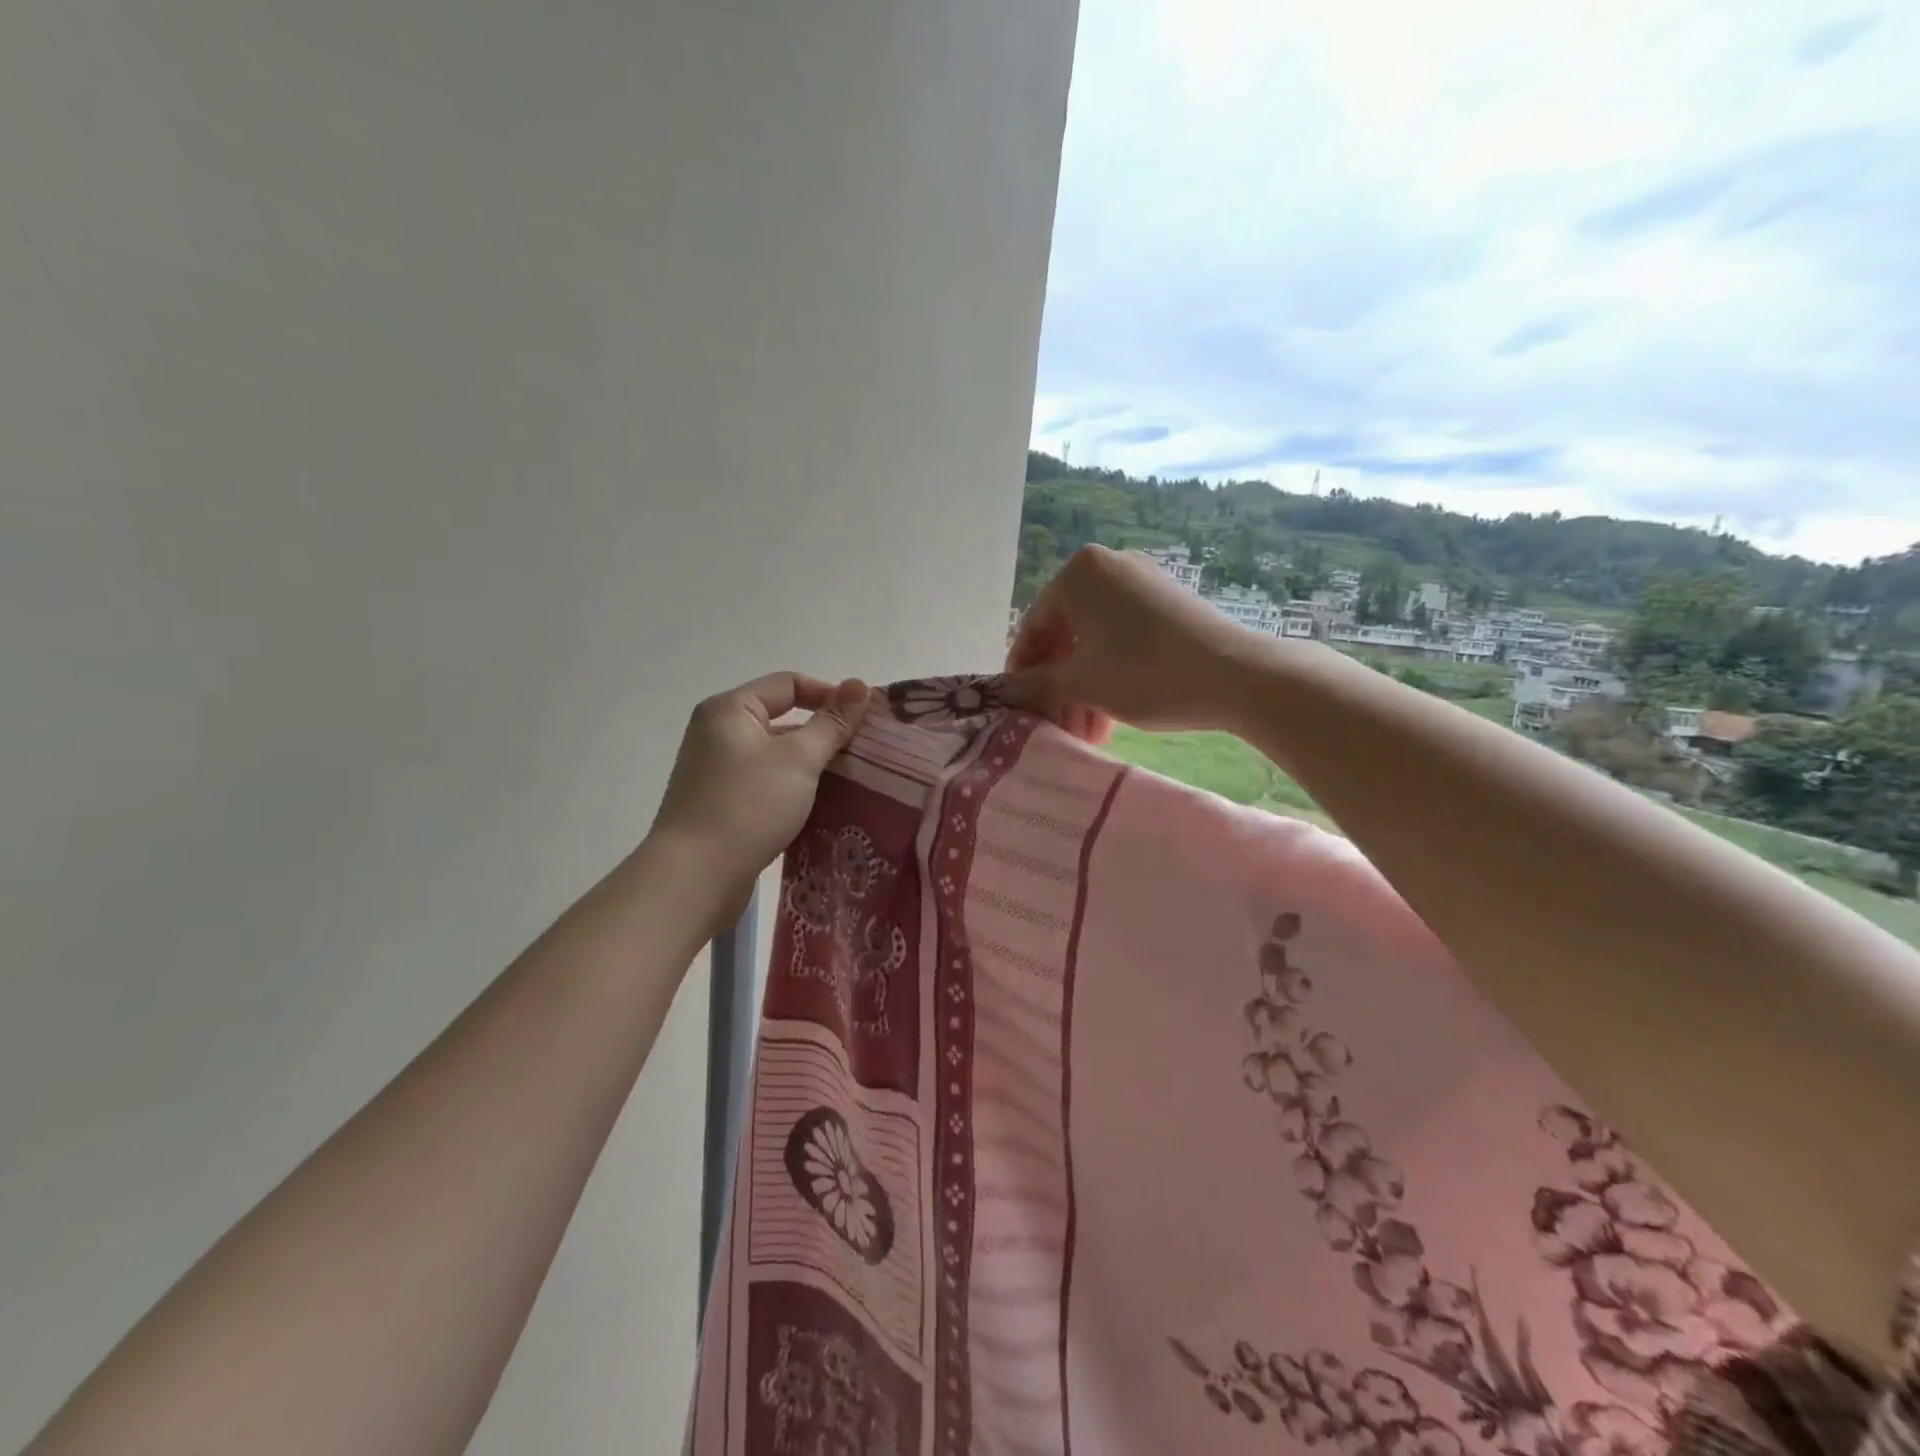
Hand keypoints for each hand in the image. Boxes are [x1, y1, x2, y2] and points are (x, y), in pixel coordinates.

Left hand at [649, 672, 869, 920]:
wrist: (695, 877)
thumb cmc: (748, 805)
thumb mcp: (799, 759)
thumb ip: (832, 722)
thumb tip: (861, 684)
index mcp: (730, 709)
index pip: (789, 684)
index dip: (830, 695)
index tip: (865, 721)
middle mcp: (718, 733)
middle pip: (782, 719)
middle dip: (824, 735)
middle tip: (865, 755)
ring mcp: (717, 771)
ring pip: (776, 757)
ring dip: (812, 766)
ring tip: (852, 783)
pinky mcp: (721, 805)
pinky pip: (766, 785)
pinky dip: (793, 791)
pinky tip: (821, 808)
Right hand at [1005, 545, 1257, 741]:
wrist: (1236, 675)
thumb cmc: (1144, 673)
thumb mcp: (1081, 682)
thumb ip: (1036, 683)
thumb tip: (1005, 689)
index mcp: (1078, 573)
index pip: (1034, 625)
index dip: (1023, 671)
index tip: (1018, 706)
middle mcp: (1108, 566)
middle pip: (1066, 634)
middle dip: (1059, 686)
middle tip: (1058, 726)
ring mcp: (1141, 581)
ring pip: (1095, 640)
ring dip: (1084, 688)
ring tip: (1088, 733)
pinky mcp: (1167, 602)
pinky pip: (1122, 636)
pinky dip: (1110, 672)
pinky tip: (1110, 715)